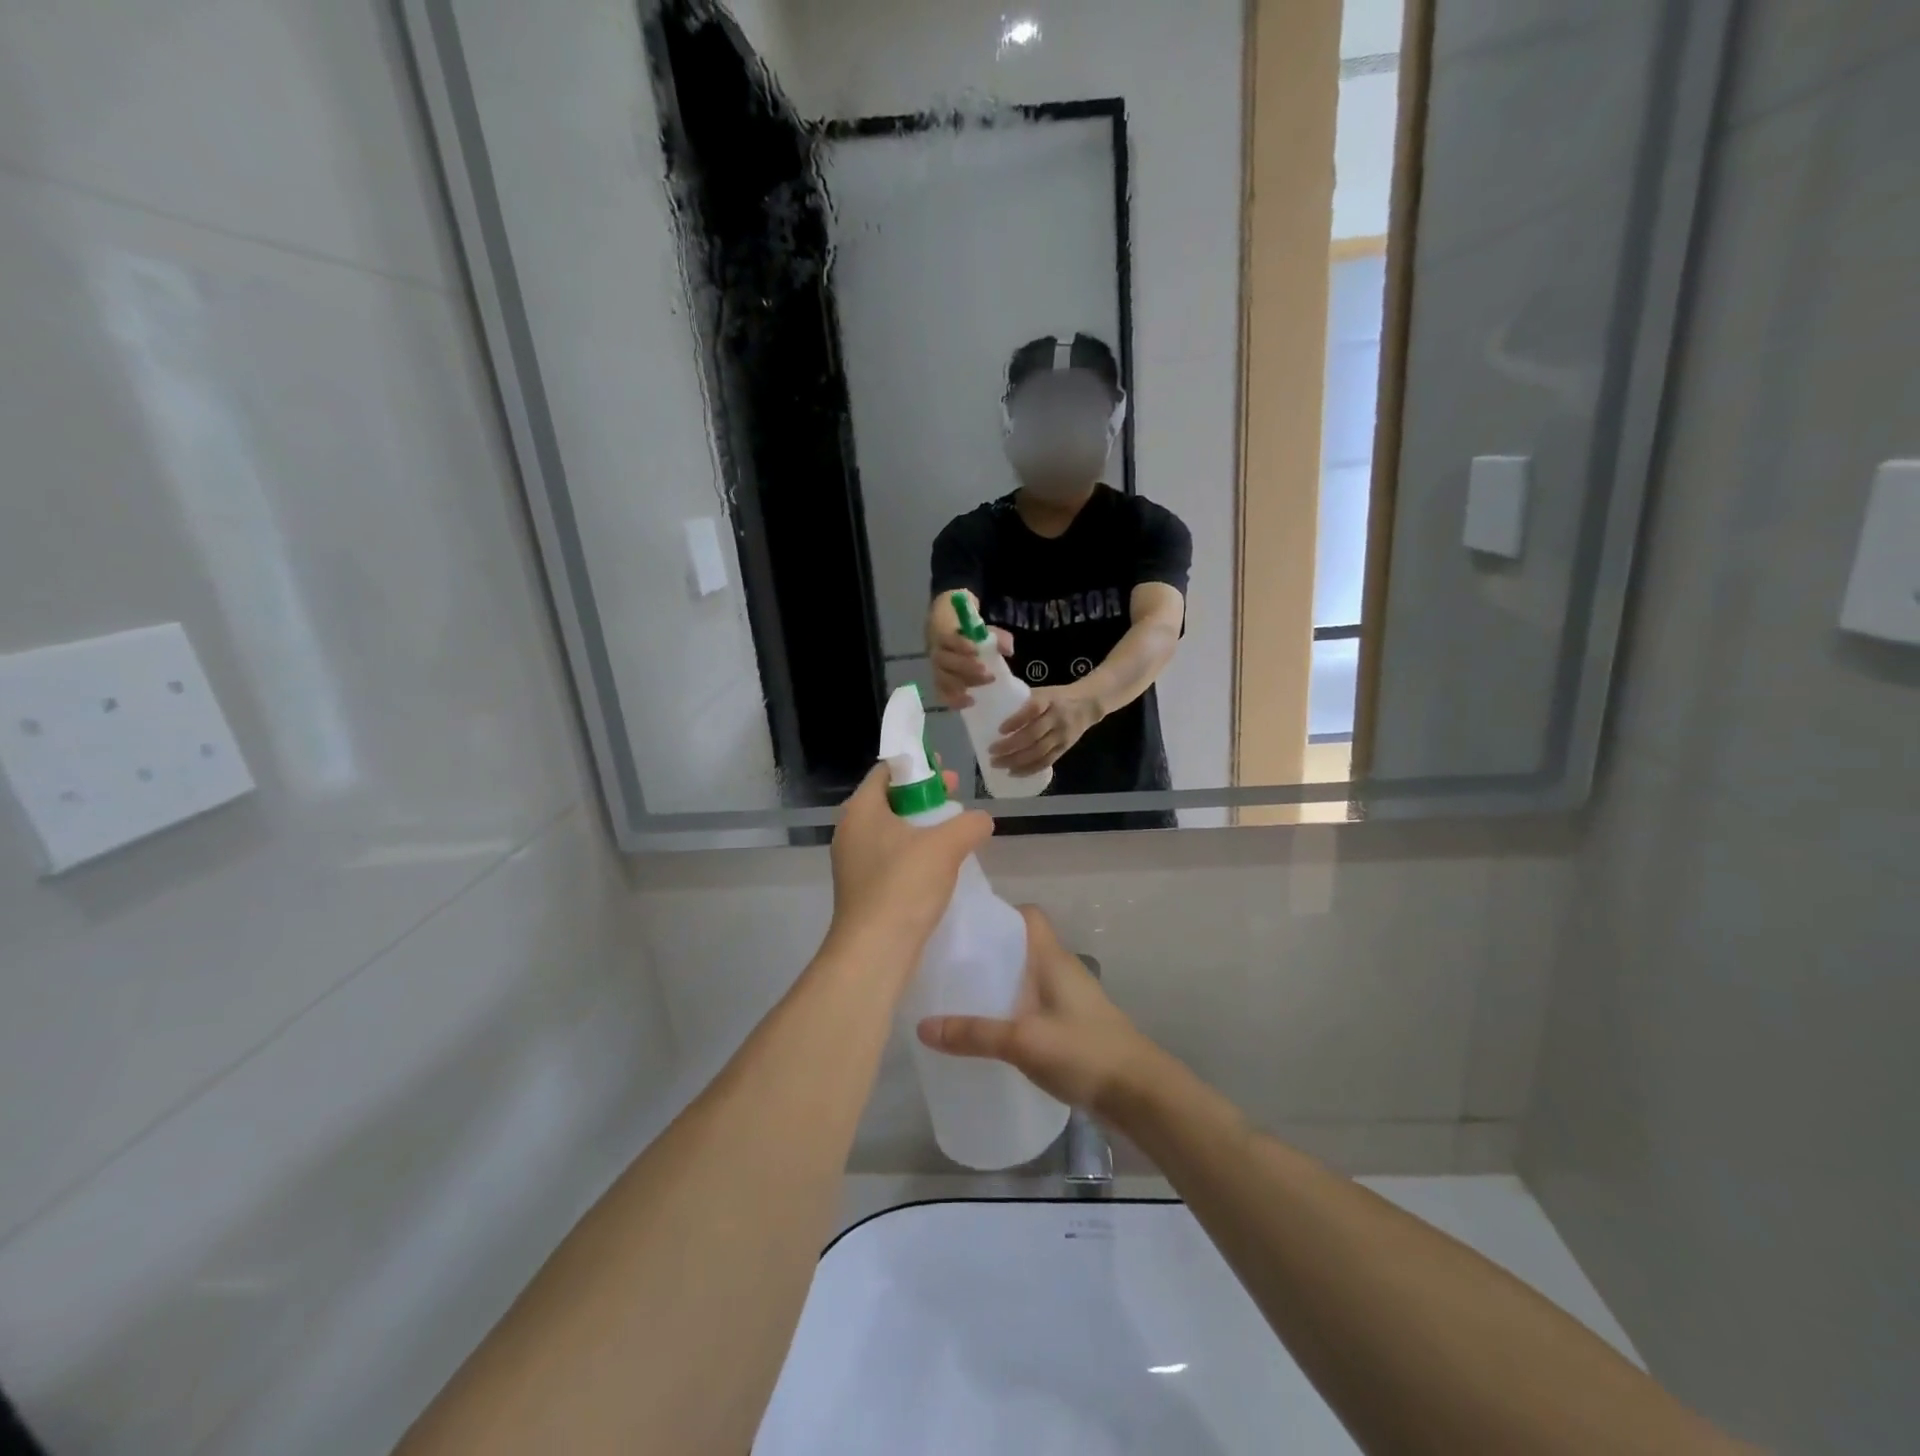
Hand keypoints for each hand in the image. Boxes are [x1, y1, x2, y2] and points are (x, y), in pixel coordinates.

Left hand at [827, 764, 992, 969]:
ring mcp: (854, 862)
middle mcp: (851, 831)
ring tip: (954, 831)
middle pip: (890, 800)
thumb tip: (981, 820)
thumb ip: (969, 824)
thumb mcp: (946, 846)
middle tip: (956, 797)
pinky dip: (914, 852)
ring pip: (892, 831)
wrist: (875, 951)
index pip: (886, 771)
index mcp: (861, 810)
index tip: (946, 772)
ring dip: (922, 826)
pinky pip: (891, 857)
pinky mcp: (863, 888)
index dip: (917, 765)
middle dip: (925, 796)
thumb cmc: (904, 886)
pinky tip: (940, 865)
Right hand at [917, 907, 1160, 1114]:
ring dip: (999, 985)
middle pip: (1021, 947)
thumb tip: (923, 1026)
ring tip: (959, 997)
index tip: (963, 926)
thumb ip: (974, 1033)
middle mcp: (1061, 970)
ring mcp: (1069, 999)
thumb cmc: (1084, 1051)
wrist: (1139, 1094)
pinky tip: (989, 1032)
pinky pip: (1034, 1006)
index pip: (1027, 915)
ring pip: (1027, 978)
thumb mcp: (1023, 1041)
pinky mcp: (1072, 1026)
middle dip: (988, 953)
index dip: (998, 913)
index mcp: (1053, 958)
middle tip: (948, 964)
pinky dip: (1012, 1011)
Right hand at [929, 592, 1013, 708]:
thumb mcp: (983, 632)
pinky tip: (970, 703)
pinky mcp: (940, 685)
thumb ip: (998, 637)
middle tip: (987, 674)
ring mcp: (937, 671)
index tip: (976, 650)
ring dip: (960, 687)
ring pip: (942, 680)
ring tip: (978, 693)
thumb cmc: (967, 637)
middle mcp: (937, 654)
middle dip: (966, 668)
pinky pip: (942, 695)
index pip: (948, 639)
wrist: (949, 642)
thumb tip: (1008, 650)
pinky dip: (955, 701)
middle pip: (945, 661)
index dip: (960, 645)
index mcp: (945, 636)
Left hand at [990, 688, 1099, 776]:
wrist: (1088, 704)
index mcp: (1049, 700)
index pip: (1033, 709)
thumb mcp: (1043, 692)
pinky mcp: (1064, 748)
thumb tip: (992, 710)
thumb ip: (1023, 701)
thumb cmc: (1058, 696)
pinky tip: (1014, 772)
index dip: (1016, 720)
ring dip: (1016, 761)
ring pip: (1038, 752)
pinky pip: (1046, 762)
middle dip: (1010, 746)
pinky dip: (1029, 769)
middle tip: (991, 752)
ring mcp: (1062, 735)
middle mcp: (1057, 718)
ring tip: (998, 764)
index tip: (999, 730)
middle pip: (1033, 735)